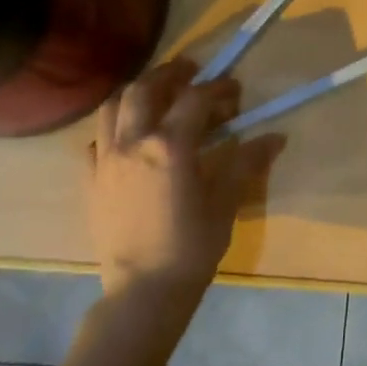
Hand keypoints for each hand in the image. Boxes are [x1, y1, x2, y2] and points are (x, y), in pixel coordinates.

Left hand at [87, 58, 284, 297]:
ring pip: (112, 107)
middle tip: (191, 73)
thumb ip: (246, 162)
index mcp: (169, 145)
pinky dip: (114, 129)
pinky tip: (129, 140)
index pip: (195, 98)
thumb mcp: (226, 202)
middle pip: (145, 89)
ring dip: (136, 94)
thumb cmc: (191, 247)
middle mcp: (132, 142)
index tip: (235, 89)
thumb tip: (275, 137)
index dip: (218, 88)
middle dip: (170, 74)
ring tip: (157, 97)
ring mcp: (105, 160)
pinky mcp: (90, 181)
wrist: (143, 292)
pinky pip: (96, 140)